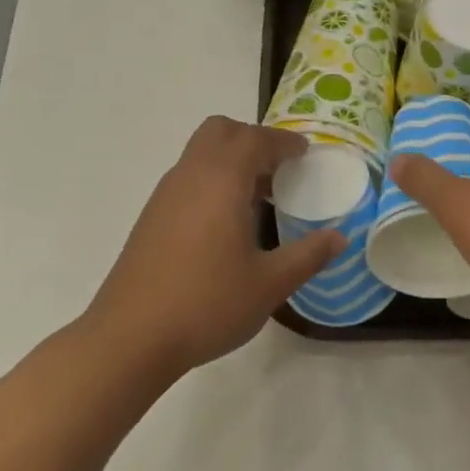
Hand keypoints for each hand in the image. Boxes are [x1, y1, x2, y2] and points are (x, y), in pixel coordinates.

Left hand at [83, 117, 341, 382]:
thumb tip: (338, 237)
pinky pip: (188, 179)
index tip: (306, 154)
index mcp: (221, 181)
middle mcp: (190, 176)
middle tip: (280, 169)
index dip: (284, 142)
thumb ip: (308, 255)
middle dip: (253, 139)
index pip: (255, 139)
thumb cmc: (207, 304)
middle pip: (220, 132)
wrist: (131, 338)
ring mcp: (165, 196)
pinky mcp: (151, 218)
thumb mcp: (270, 284)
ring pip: (200, 154)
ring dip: (231, 161)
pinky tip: (227, 223)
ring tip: (260, 197)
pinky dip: (213, 181)